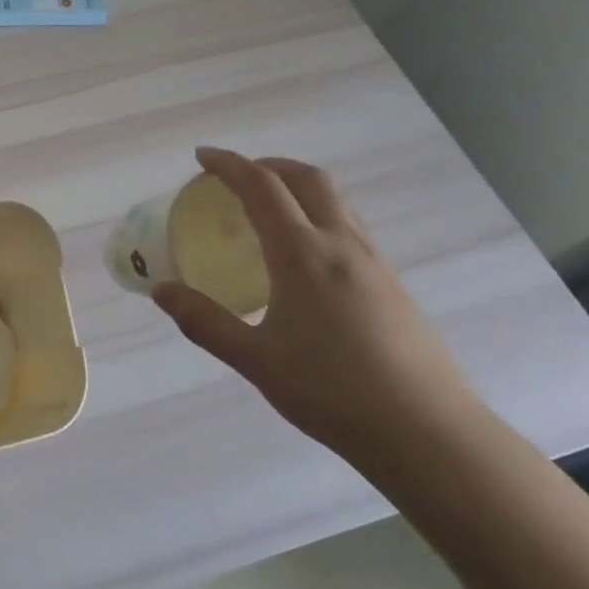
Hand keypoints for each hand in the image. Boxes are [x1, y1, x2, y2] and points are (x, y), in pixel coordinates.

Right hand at [151, 148, 481, 456]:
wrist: (427, 432)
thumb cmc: (332, 392)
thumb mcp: (255, 360)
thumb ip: (204, 321)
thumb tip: (161, 291)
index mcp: (302, 254)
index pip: (262, 188)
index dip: (229, 165)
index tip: (202, 157)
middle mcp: (341, 244)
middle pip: (306, 178)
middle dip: (267, 164)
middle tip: (235, 176)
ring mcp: (374, 261)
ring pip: (334, 200)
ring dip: (296, 186)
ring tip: (267, 208)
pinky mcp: (392, 282)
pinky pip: (348, 225)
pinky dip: (317, 214)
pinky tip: (304, 254)